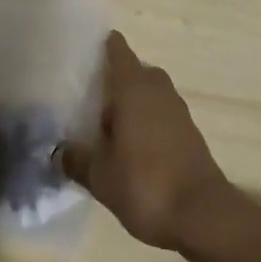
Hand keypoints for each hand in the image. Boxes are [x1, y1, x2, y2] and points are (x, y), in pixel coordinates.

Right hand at [59, 31, 232, 250]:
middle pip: (135, 71)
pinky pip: (162, 115)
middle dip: (116, 80)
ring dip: (133, 103)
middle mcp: (158, 90)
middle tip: (91, 96)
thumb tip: (58, 151)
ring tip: (108, 126)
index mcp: (133, 87)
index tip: (86, 49)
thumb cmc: (145, 184)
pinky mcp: (190, 134)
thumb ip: (76, 159)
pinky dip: (147, 122)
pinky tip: (132, 147)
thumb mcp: (100, 176)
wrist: (202, 215)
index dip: (103, 46)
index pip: (118, 51)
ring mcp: (178, 111)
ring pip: (151, 94)